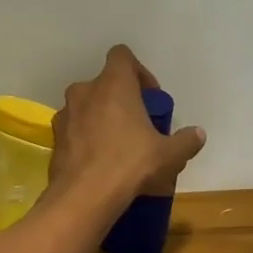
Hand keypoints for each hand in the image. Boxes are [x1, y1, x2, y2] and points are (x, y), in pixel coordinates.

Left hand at [48, 46, 206, 208]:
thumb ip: (186, 141)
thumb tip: (198, 134)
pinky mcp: (55, 138)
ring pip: (87, 106)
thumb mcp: (169, 155)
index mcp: (113, 84)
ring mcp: (65, 114)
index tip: (149, 98)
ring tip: (118, 146)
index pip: (122, 55)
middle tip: (138, 125)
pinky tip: (99, 162)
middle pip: (105, 84)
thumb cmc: (130, 164)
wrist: (84, 197)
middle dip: (121, 100)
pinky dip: (86, 137)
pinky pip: (74, 129)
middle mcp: (84, 91)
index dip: (138, 72)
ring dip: (102, 118)